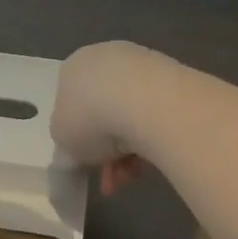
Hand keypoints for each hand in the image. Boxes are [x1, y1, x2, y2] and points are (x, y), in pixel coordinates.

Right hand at [50, 41, 160, 195]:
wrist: (146, 103)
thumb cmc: (91, 118)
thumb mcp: (62, 141)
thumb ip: (67, 144)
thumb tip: (78, 151)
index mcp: (74, 66)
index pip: (72, 101)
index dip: (77, 136)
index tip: (85, 162)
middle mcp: (107, 58)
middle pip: (103, 111)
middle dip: (106, 149)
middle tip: (111, 180)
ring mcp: (143, 65)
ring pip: (131, 116)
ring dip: (129, 152)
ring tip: (132, 177)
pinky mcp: (175, 77)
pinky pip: (156, 116)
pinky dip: (152, 140)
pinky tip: (152, 163)